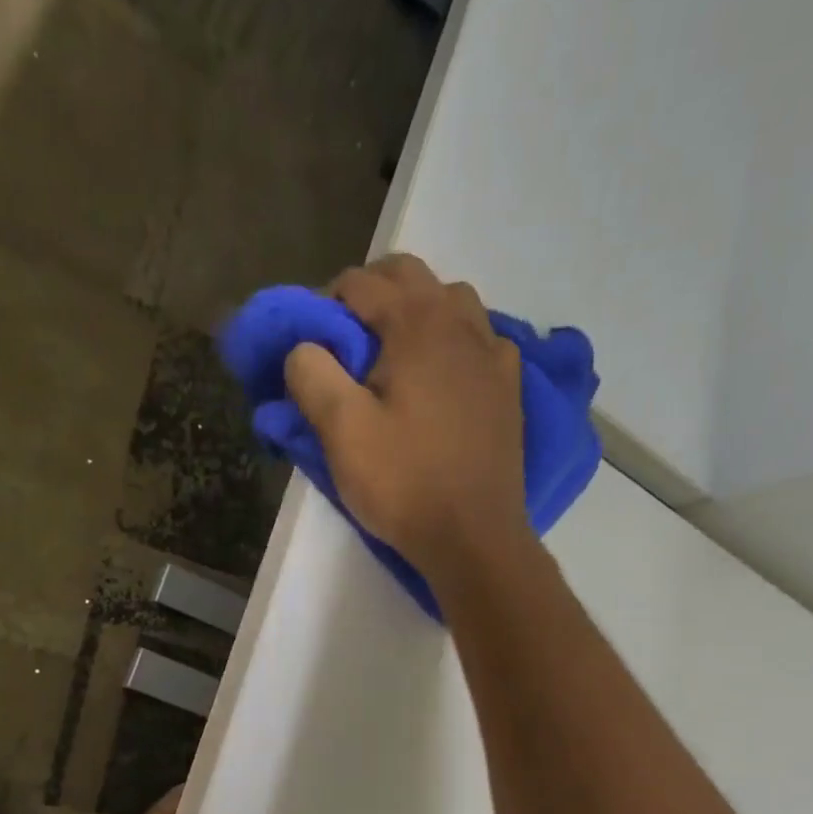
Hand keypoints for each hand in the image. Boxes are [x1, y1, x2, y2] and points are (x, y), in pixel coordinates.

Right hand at [285, 253, 528, 586]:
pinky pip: (480, 339)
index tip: (309, 346)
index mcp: (417, 324)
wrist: (474, 537)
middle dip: (370, 294)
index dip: (324, 305)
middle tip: (345, 341)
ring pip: (451, 301)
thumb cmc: (404, 484)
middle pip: (410, 276)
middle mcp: (461, 323)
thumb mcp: (341, 431)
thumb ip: (312, 374)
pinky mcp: (508, 388)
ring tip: (393, 355)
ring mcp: (493, 354)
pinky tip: (442, 375)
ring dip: (416, 311)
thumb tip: (303, 346)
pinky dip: (454, 341)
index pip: (359, 283)